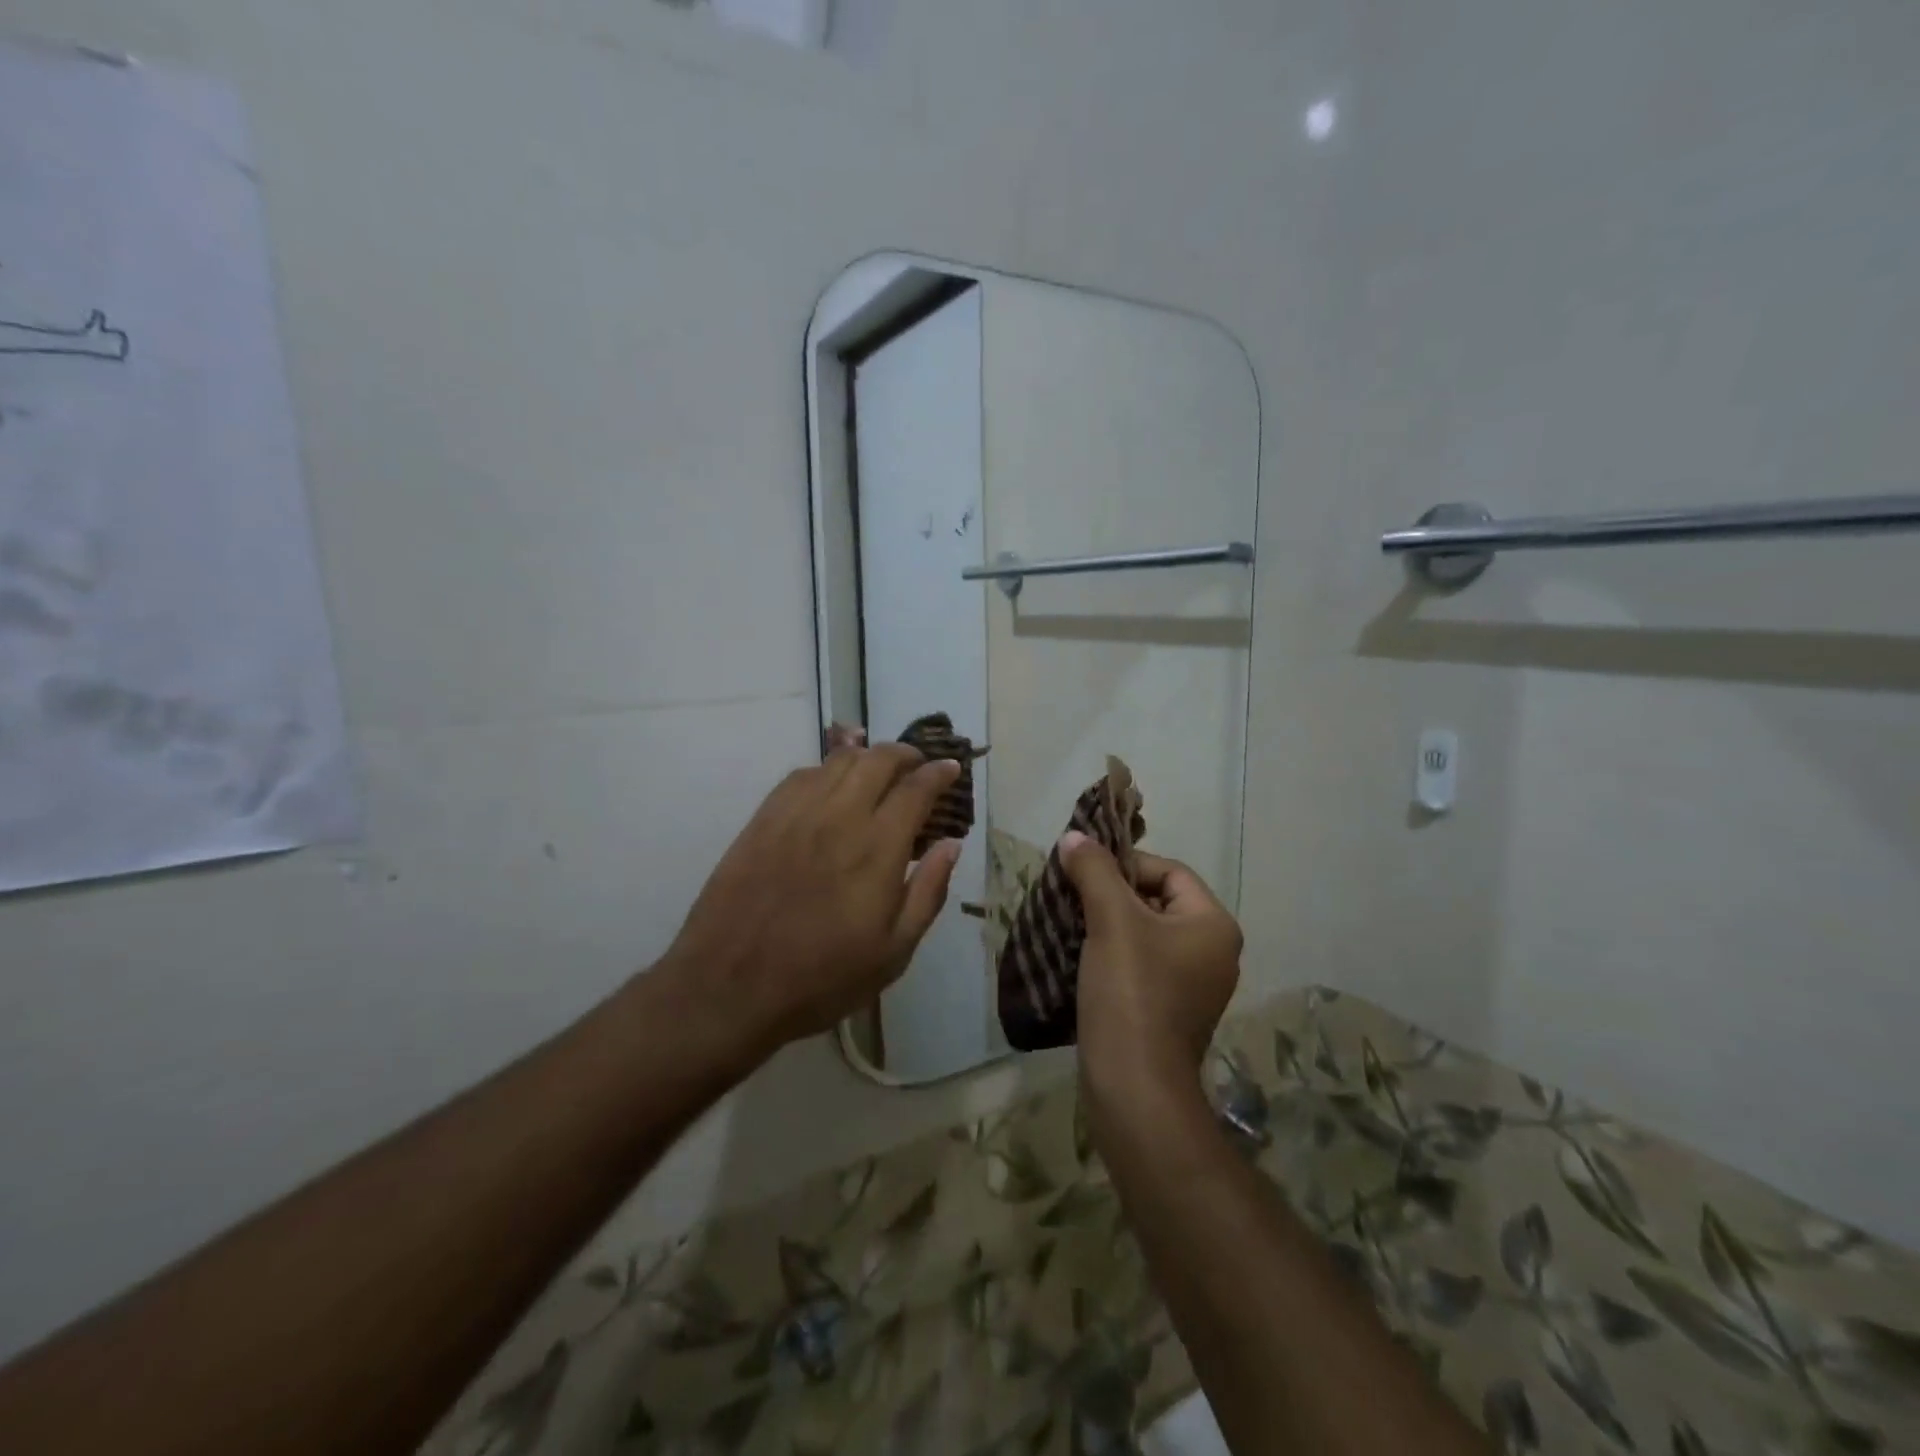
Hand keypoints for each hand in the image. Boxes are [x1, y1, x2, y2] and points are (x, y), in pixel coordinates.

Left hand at [663, 743, 962, 1059]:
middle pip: (878, 760)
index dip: (938, 773)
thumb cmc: (822, 978)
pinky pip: (800, 775)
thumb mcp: (893, 952)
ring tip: (878, 768)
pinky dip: (826, 769)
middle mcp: (839, 817)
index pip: (916, 789)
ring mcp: (796, 814)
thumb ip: (928, 892)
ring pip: (838, 761)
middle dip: (905, 754)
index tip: (950, 769)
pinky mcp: (763, 820)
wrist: (730, 988)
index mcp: (878, 848)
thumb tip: (951, 844)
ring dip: (867, 756)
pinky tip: (830, 785)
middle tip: (918, 765)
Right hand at [1059, 833, 1242, 1100]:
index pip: (1169, 871)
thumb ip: (1094, 871)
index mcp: (1213, 925)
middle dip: (1111, 896)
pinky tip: (1080, 959)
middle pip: (1156, 901)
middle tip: (1073, 899)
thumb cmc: (1131, 992)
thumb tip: (1074, 838)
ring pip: (1145, 935)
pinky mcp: (1170, 1012)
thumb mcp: (1111, 920)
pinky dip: (1112, 956)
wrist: (1134, 1086)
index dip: (1125, 866)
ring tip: (1071, 926)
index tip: (1085, 875)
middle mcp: (1213, 952)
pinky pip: (1141, 965)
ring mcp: (1194, 986)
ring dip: (1107, 926)